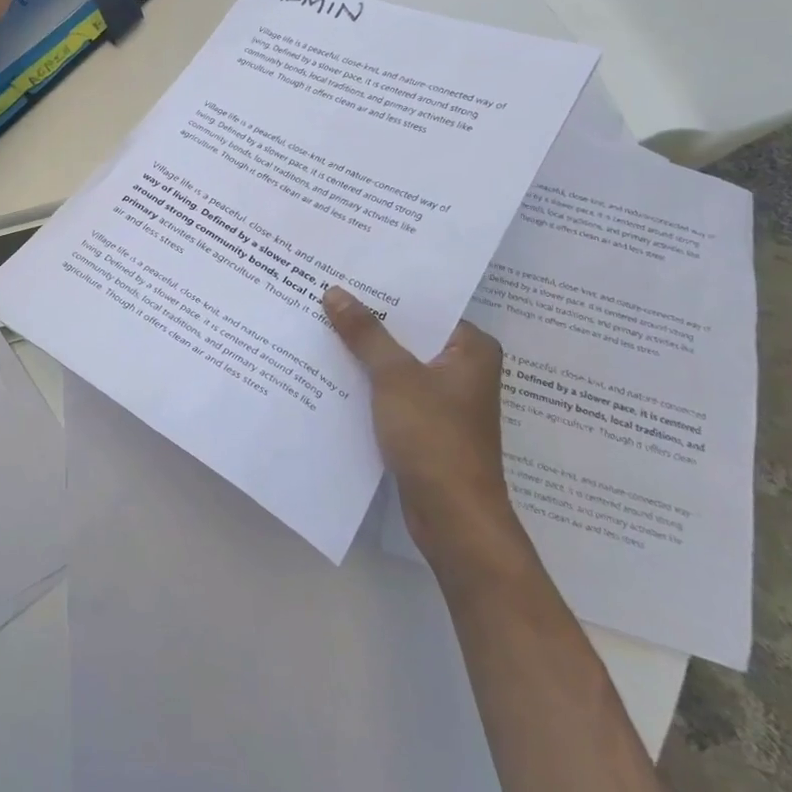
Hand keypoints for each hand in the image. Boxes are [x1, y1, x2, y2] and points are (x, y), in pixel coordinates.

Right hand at [323, 287, 523, 575]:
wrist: (453, 518)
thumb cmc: (434, 437)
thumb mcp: (394, 377)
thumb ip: (365, 333)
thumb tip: (334, 292)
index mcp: (471, 348)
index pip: (425, 306)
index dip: (385, 291)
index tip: (347, 273)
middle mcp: (463, 368)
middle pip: (409, 334)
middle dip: (369, 321)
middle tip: (325, 294)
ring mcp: (444, 399)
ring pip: (398, 363)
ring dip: (364, 352)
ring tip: (320, 324)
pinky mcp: (426, 424)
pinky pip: (392, 390)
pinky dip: (367, 382)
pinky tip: (331, 369)